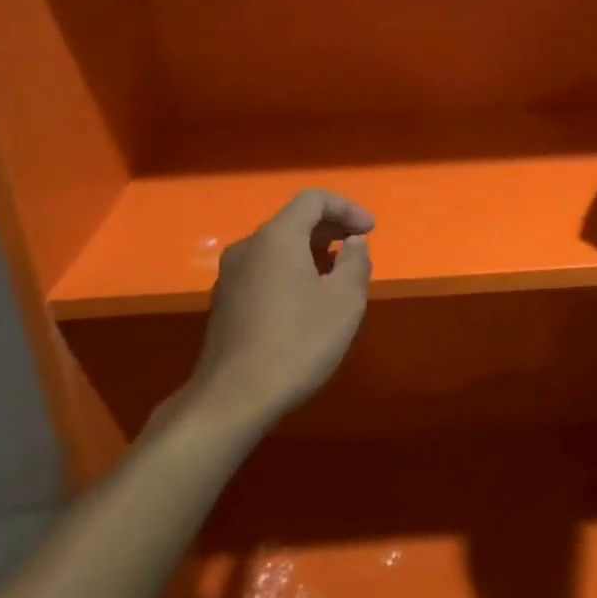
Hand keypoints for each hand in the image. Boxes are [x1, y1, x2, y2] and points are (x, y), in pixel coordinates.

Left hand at [186, 189, 374, 429]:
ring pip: (278, 246)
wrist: (232, 398)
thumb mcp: (344, 301)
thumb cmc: (297, 342)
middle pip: (294, 219)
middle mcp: (248, 246)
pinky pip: (265, 269)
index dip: (347, 208)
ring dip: (312, 250)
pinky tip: (308, 299)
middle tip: (359, 247)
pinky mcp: (225, 301)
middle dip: (331, 227)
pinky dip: (292, 269)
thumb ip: (356, 262)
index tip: (370, 231)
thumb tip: (353, 242)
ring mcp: (231, 275)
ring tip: (338, 274)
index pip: (314, 199)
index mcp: (277, 237)